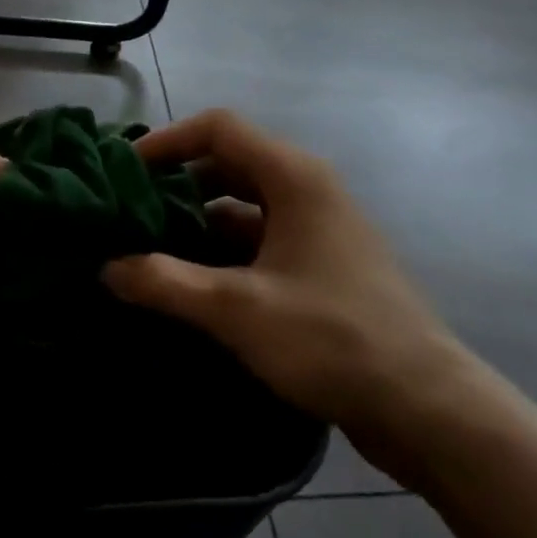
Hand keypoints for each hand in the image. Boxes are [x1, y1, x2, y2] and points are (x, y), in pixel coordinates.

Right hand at [103, 109, 476, 486]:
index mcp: (293, 176)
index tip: (126, 168)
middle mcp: (307, 188)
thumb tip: (107, 267)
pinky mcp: (323, 264)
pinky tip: (195, 282)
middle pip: (229, 162)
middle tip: (132, 209)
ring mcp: (318, 227)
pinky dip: (226, 249)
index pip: (219, 128)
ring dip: (200, 219)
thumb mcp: (239, 309)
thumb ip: (167, 283)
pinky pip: (262, 237)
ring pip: (245, 203)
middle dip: (178, 181)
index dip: (168, 140)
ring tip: (152, 246)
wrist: (429, 409)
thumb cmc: (332, 338)